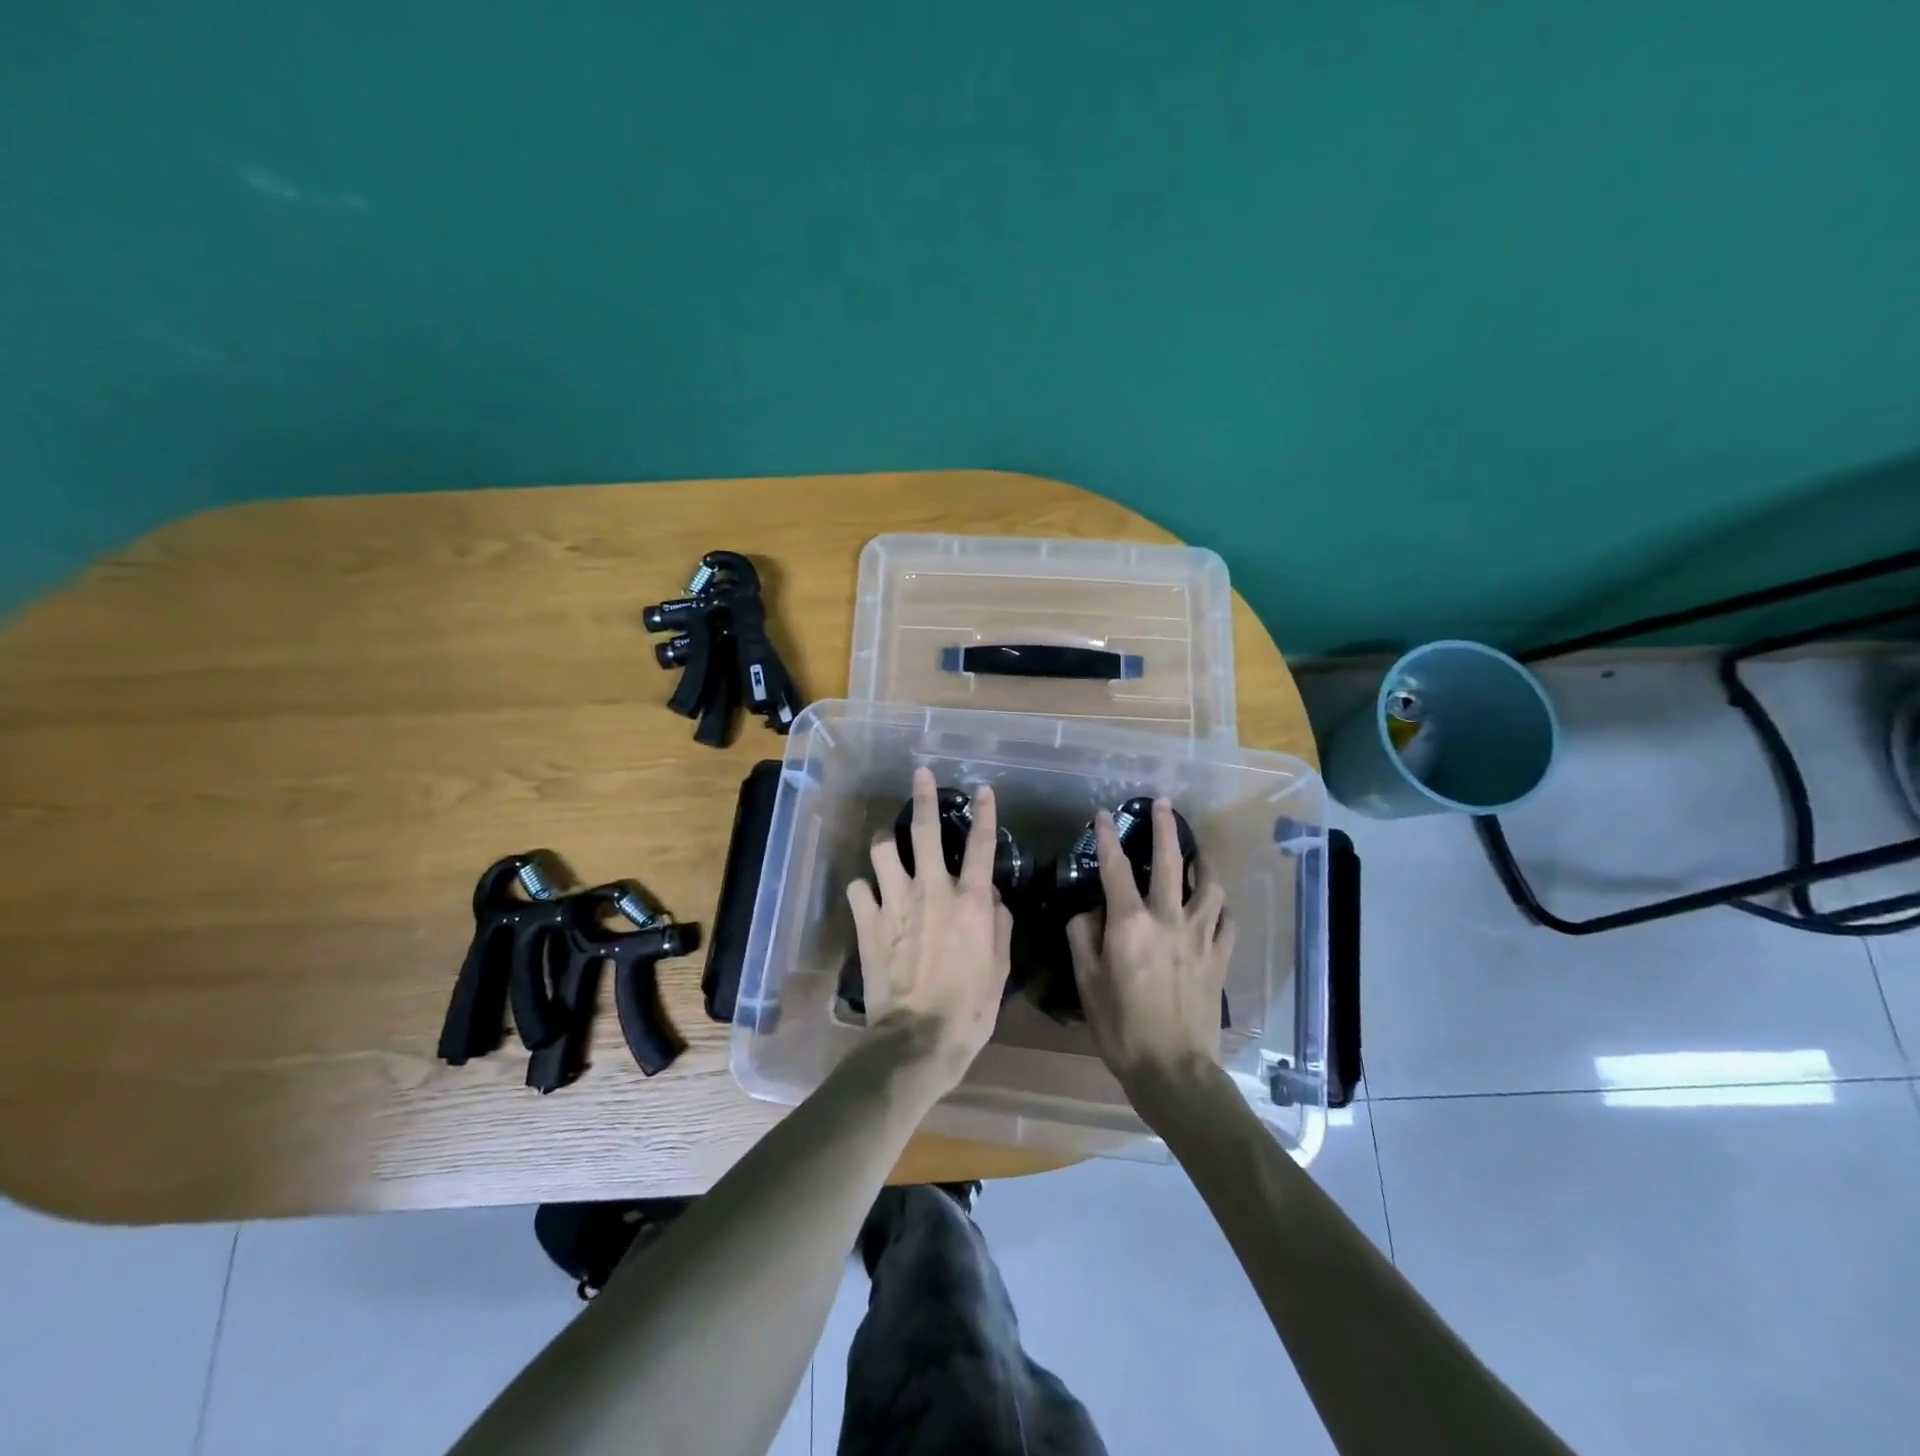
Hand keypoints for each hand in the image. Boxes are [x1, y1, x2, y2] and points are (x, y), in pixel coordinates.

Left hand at [847, 766, 1012, 1088]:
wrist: (918, 1038)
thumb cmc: (969, 1008)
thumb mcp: (1000, 969)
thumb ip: (998, 925)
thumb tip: (991, 897)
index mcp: (969, 901)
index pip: (981, 845)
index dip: (984, 813)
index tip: (984, 789)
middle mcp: (931, 890)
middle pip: (924, 830)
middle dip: (923, 796)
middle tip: (920, 775)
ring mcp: (895, 902)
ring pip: (882, 850)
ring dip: (885, 843)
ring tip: (886, 846)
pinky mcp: (867, 921)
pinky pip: (858, 888)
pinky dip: (864, 889)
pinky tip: (868, 897)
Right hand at [1066, 798, 1234, 1098]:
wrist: (1173, 1069)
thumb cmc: (1120, 1027)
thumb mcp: (1086, 982)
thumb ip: (1082, 938)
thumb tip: (1088, 912)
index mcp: (1130, 923)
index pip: (1115, 869)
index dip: (1108, 838)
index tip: (1103, 816)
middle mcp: (1168, 919)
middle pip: (1170, 862)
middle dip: (1164, 828)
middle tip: (1163, 805)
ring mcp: (1200, 936)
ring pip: (1209, 886)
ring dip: (1203, 863)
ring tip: (1198, 852)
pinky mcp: (1220, 957)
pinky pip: (1228, 921)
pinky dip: (1222, 906)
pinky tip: (1216, 904)